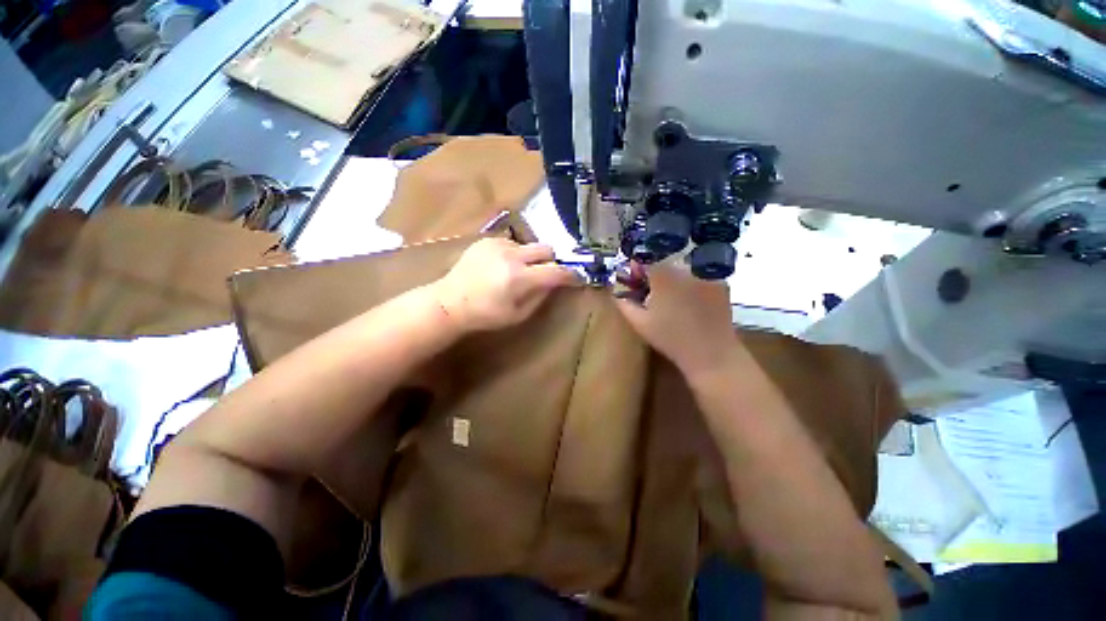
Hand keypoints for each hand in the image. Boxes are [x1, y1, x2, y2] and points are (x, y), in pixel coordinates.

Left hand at [433, 238, 578, 331]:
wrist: (450, 301)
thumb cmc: (485, 315)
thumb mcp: (518, 315)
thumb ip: (541, 297)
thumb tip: (555, 283)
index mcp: (519, 278)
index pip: (556, 271)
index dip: (570, 275)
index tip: (576, 278)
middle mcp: (511, 256)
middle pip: (546, 249)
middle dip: (551, 261)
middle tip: (545, 274)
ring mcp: (498, 245)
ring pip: (529, 246)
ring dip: (531, 258)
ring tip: (517, 272)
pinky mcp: (487, 240)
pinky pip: (512, 244)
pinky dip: (514, 254)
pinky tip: (502, 266)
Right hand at [614, 260, 734, 377]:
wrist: (710, 353)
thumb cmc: (670, 339)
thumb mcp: (639, 322)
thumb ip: (623, 303)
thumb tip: (616, 292)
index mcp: (663, 275)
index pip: (645, 260)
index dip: (637, 269)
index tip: (634, 281)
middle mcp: (685, 268)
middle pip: (664, 264)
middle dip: (655, 276)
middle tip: (651, 294)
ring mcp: (706, 275)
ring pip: (683, 270)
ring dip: (674, 280)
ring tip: (673, 301)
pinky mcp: (721, 284)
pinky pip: (700, 278)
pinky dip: (692, 286)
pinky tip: (691, 304)